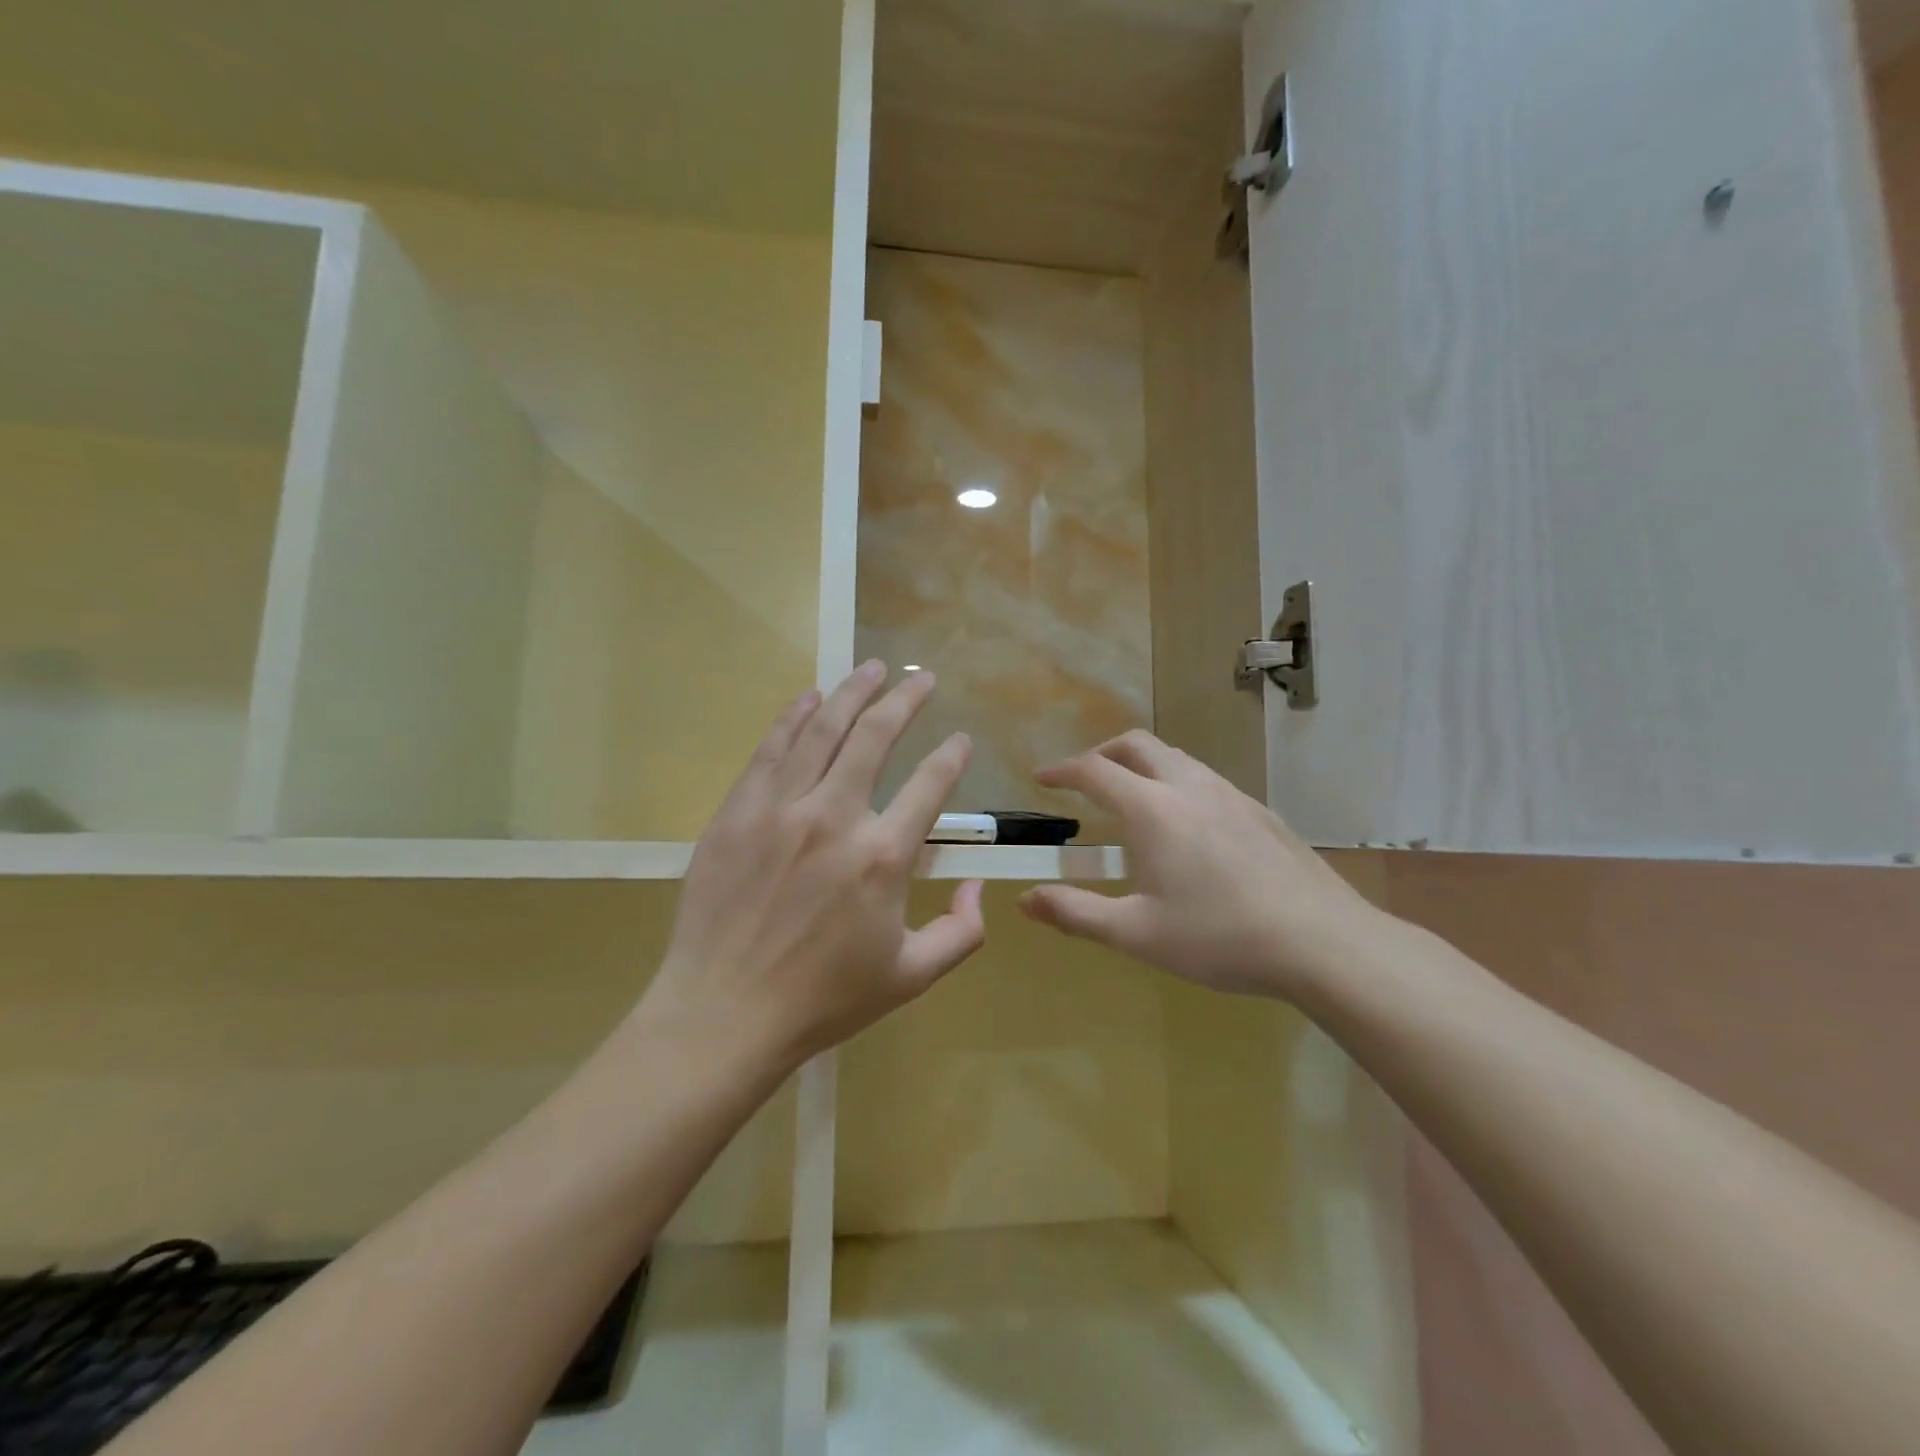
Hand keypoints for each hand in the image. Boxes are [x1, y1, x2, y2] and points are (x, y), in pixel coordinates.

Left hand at [640, 662, 985, 1076]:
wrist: (724, 1014)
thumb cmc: (824, 1000)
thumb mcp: (911, 977)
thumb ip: (961, 932)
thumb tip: (976, 884)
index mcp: (883, 858)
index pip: (930, 785)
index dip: (951, 756)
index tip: (960, 740)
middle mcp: (835, 818)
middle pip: (875, 736)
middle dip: (905, 699)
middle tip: (921, 678)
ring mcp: (780, 810)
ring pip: (823, 730)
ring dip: (851, 692)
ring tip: (871, 667)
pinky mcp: (737, 813)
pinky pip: (771, 750)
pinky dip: (793, 717)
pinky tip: (809, 697)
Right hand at [1018, 730, 1386, 1000]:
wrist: (1323, 942)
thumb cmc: (1220, 937)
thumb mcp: (1137, 933)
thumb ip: (1076, 913)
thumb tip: (1026, 900)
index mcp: (1153, 810)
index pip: (1094, 770)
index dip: (1062, 770)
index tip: (1042, 778)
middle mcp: (1189, 787)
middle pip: (1136, 745)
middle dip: (1102, 753)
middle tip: (1085, 779)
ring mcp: (1231, 795)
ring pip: (1176, 757)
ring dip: (1142, 764)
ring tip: (1132, 798)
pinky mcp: (1260, 811)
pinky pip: (1206, 779)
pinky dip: (1177, 782)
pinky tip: (1188, 826)